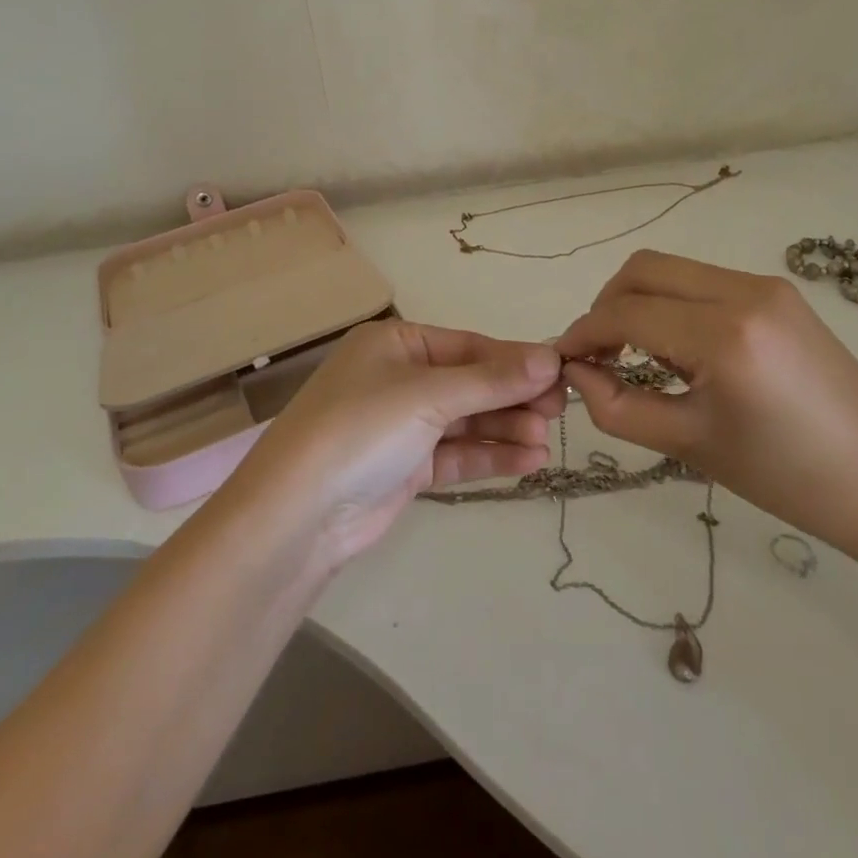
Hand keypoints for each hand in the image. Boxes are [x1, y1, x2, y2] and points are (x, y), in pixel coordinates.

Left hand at [229, 319, 563, 568]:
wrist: (297, 514)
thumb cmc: (361, 428)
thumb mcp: (428, 395)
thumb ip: (491, 379)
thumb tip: (550, 358)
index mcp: (396, 343)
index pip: (468, 345)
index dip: (514, 359)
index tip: (559, 372)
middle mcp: (399, 378)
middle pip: (470, 382)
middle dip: (513, 396)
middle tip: (560, 409)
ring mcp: (402, 425)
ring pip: (467, 420)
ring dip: (506, 428)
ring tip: (547, 440)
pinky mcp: (406, 467)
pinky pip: (457, 453)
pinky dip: (490, 455)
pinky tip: (530, 460)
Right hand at [556, 250, 857, 555]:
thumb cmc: (786, 477)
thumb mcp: (689, 444)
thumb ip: (617, 406)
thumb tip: (575, 372)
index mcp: (725, 335)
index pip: (627, 313)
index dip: (584, 333)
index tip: (563, 361)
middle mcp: (743, 291)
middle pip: (643, 269)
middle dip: (606, 305)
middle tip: (598, 354)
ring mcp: (765, 285)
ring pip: (672, 269)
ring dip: (638, 300)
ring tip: (636, 353)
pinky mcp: (777, 291)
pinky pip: (703, 280)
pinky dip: (672, 302)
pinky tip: (678, 346)